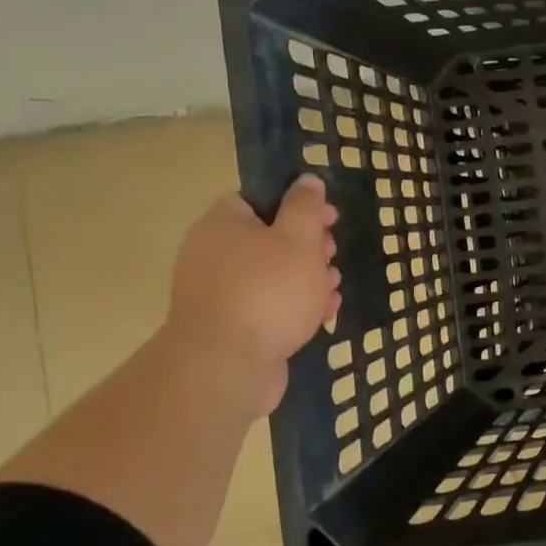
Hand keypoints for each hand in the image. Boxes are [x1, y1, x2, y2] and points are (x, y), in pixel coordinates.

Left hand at [163, 175, 339, 410]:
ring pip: (273, 275)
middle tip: (331, 255)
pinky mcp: (231, 326)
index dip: (298, 205)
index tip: (329, 218)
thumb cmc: (268, 291)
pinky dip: (295, 307)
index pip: (259, 200)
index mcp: (223, 224)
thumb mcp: (298, 239)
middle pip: (269, 238)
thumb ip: (306, 207)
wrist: (226, 366)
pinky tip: (322, 316)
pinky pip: (268, 306)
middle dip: (309, 246)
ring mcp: (220, 293)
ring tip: (332, 289)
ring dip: (307, 278)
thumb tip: (307, 180)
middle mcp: (213, 254)